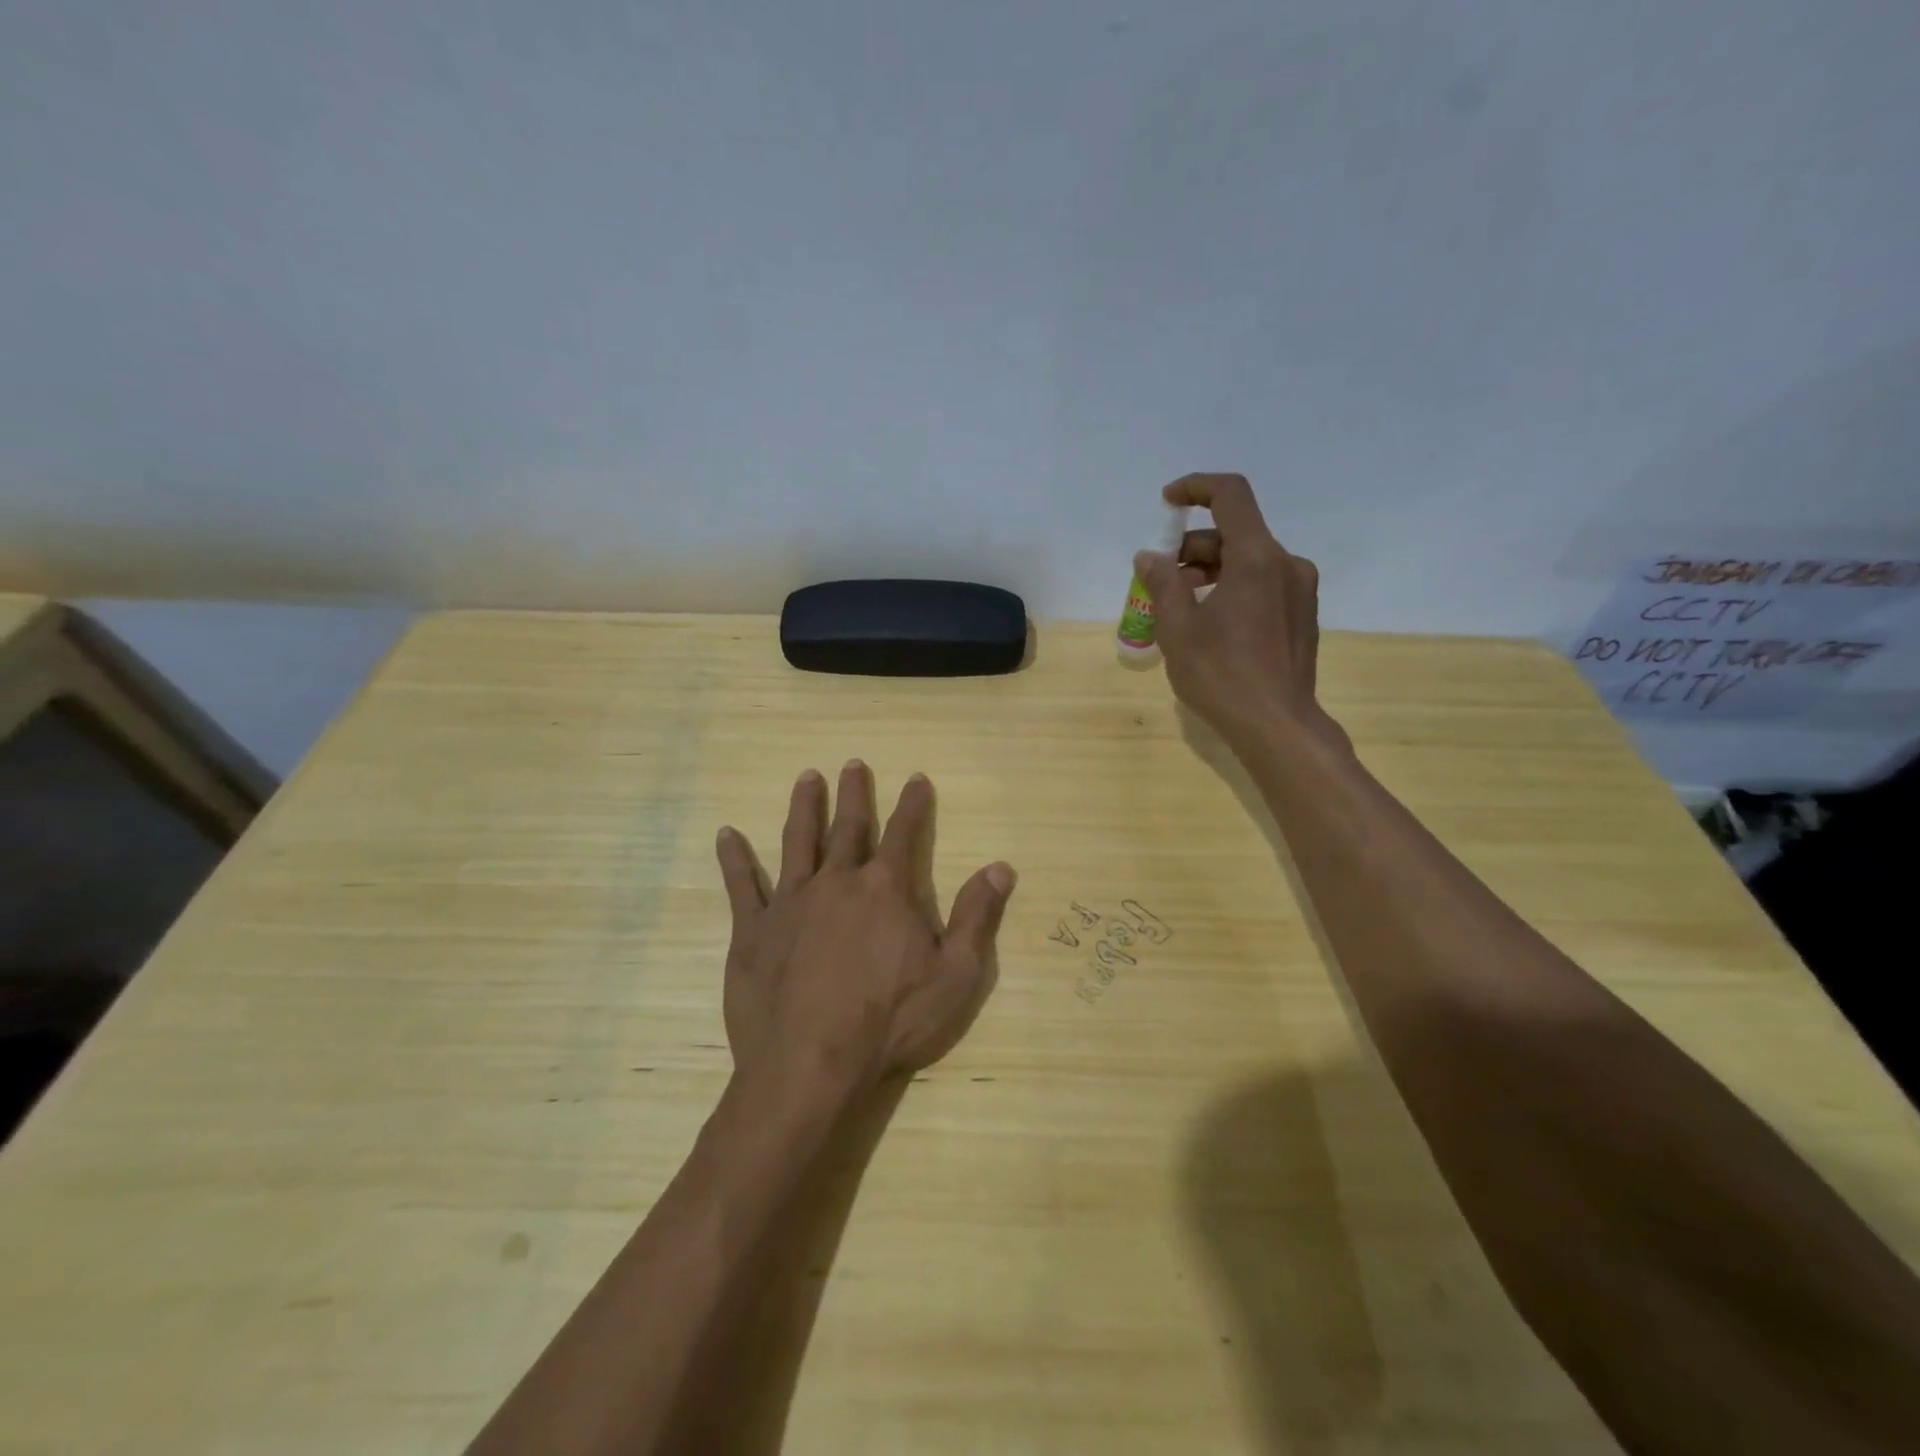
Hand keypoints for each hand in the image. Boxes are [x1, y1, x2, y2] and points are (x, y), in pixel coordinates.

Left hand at [713, 761, 1015, 1099]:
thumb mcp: (954, 975)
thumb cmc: (890, 1022)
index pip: (905, 833)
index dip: (914, 805)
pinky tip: (726, 834)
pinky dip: (734, 858)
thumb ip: (976, 916)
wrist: (810, 1064)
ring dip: (804, 808)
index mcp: (886, 890)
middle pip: (849, 827)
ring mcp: (791, 902)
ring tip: (806, 778)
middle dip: (854, 794)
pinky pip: (742, 885)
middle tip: (853, 763)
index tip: (916, 778)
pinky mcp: (754, 930)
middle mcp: (837, 882)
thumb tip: (1001, 867)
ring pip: (798, 842)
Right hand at [1134, 473, 1349, 754]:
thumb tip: (1149, 556)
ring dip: (1211, 570)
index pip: (1230, 495)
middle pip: (1236, 533)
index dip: (1195, 487)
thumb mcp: (1178, 628)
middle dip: (1192, 546)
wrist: (1277, 725)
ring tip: (1179, 604)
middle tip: (1160, 577)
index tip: (1166, 502)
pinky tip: (1210, 622)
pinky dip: (1232, 588)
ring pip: (1249, 560)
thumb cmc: (1221, 675)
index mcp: (1257, 558)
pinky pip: (1263, 584)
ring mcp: (1300, 590)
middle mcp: (1286, 564)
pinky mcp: (1302, 615)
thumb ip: (1162, 583)